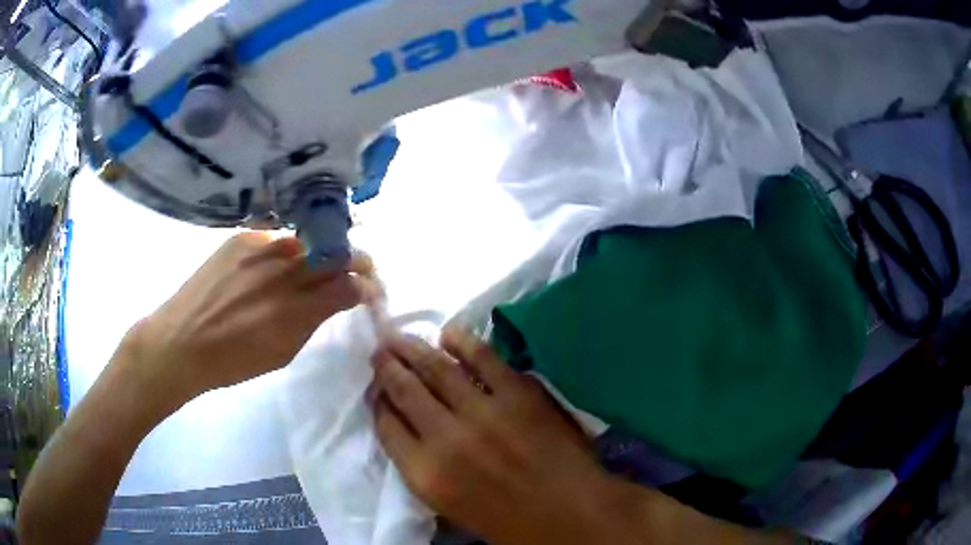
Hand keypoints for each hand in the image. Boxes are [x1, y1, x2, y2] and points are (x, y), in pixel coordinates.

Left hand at [121, 232, 375, 410]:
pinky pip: (277, 237)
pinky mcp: (242, 238)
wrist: (180, 341)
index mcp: (294, 311)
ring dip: (323, 251)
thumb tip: (337, 299)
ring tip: (321, 263)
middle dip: (357, 261)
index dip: (367, 286)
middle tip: (361, 271)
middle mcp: (282, 273)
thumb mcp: (281, 354)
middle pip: (336, 254)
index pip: (348, 285)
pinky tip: (281, 260)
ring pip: (309, 241)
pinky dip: (289, 249)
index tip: (369, 292)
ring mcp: (261, 249)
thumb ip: (312, 322)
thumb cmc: (232, 362)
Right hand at [370, 329, 635, 544]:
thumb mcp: (453, 508)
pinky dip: (463, 341)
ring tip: (398, 337)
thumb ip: (426, 471)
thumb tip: (410, 436)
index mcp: (427, 474)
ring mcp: (482, 412)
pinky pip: (483, 358)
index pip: (387, 427)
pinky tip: (449, 334)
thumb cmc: (512, 524)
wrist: (573, 513)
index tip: (376, 389)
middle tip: (378, 352)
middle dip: (386, 368)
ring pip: (436, 369)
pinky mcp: (517, 393)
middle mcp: (445, 439)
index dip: (378, 403)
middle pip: (404, 391)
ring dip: (413, 349)